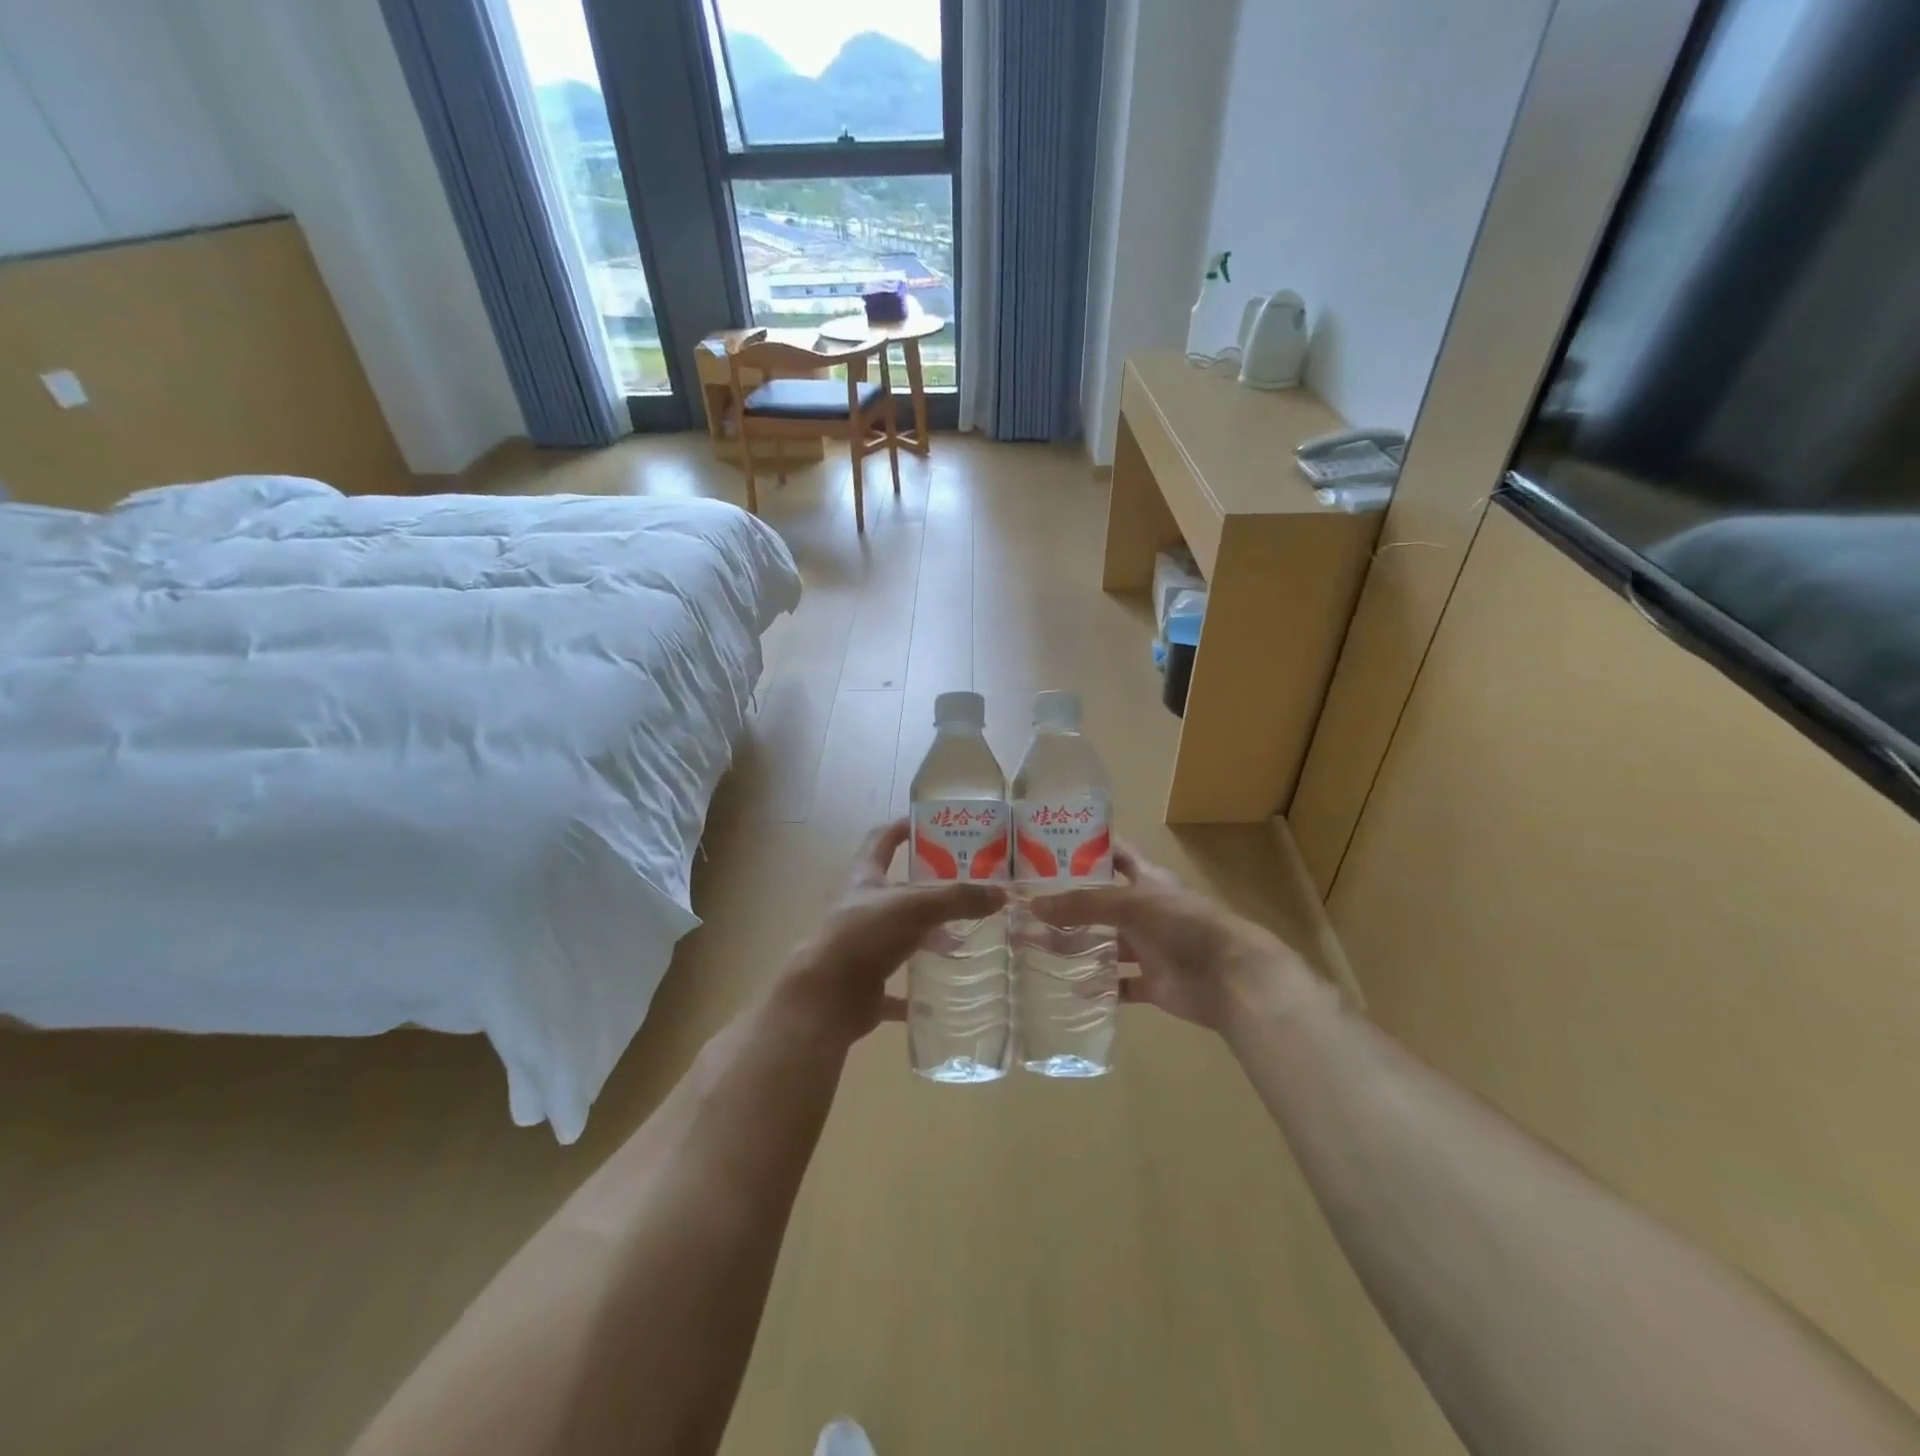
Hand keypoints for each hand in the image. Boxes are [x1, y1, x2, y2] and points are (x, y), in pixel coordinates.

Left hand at [779, 819, 1005, 1043]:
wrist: (824, 997)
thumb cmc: (863, 936)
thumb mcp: (914, 907)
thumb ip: (957, 899)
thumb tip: (1001, 894)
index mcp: (864, 879)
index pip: (881, 841)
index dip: (901, 829)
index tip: (928, 824)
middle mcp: (860, 909)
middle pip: (896, 891)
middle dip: (928, 889)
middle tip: (965, 887)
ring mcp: (862, 947)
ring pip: (900, 936)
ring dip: (926, 937)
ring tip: (964, 938)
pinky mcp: (866, 983)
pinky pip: (897, 986)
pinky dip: (917, 991)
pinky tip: (941, 994)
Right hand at [1031, 841, 1310, 1032]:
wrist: (1230, 976)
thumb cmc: (1183, 924)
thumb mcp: (1130, 904)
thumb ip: (1083, 905)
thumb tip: (1033, 905)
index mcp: (1146, 880)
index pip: (1115, 854)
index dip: (1087, 848)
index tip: (1050, 845)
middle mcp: (1145, 910)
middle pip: (1100, 904)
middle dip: (1068, 906)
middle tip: (1028, 907)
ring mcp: (1150, 947)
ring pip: (1106, 945)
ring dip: (1076, 947)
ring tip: (1035, 948)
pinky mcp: (1154, 982)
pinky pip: (1120, 984)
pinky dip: (1099, 988)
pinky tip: (1072, 989)